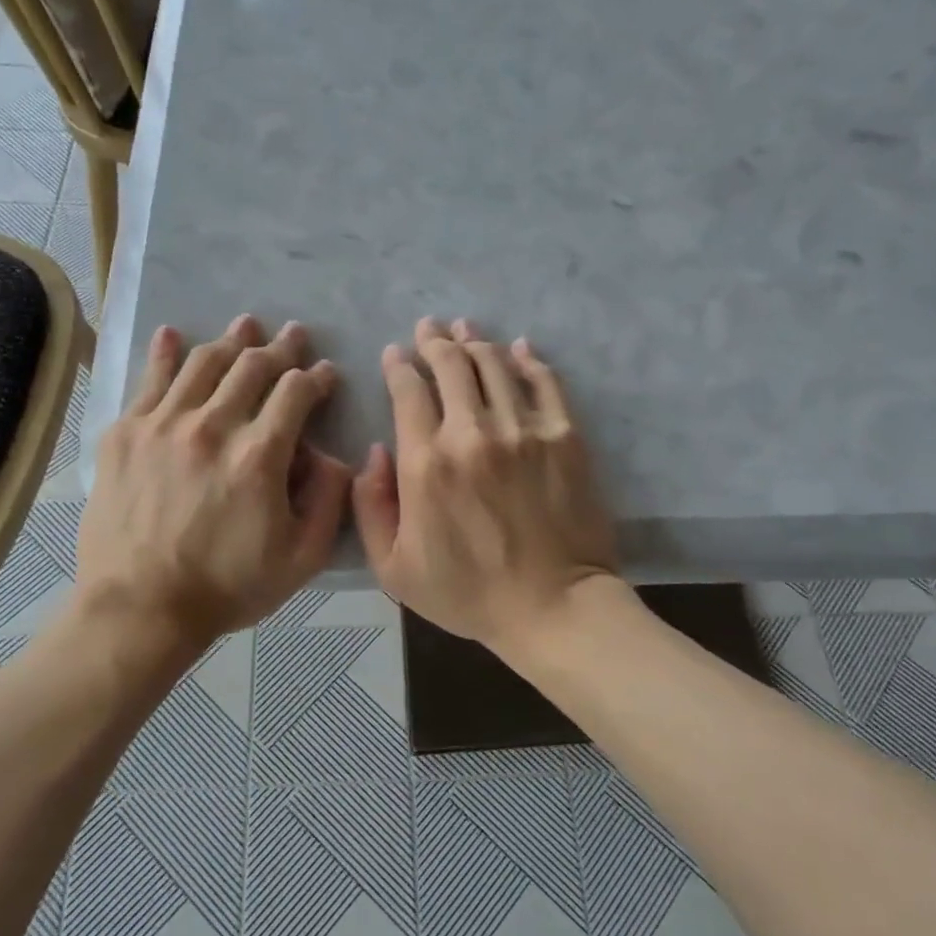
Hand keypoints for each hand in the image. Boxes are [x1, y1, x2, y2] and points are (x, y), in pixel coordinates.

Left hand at [78, 314, 351, 648]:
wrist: (140, 608)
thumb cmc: (228, 587)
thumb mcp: (303, 558)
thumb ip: (329, 500)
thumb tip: (333, 456)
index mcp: (260, 455)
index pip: (296, 393)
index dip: (316, 377)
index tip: (326, 374)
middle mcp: (213, 426)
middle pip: (252, 366)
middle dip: (281, 348)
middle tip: (294, 336)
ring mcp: (163, 425)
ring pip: (204, 362)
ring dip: (231, 340)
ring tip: (246, 325)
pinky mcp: (125, 433)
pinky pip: (150, 379)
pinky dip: (166, 352)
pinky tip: (175, 334)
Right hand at [353, 316, 617, 653]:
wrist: (553, 607)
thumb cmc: (468, 594)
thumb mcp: (393, 569)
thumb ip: (371, 506)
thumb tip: (375, 452)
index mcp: (426, 464)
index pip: (408, 391)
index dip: (400, 366)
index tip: (396, 354)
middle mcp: (472, 433)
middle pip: (451, 365)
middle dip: (434, 341)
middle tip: (429, 329)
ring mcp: (523, 430)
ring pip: (494, 364)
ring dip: (475, 341)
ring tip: (465, 328)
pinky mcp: (565, 436)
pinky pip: (544, 381)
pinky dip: (528, 359)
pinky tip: (519, 348)